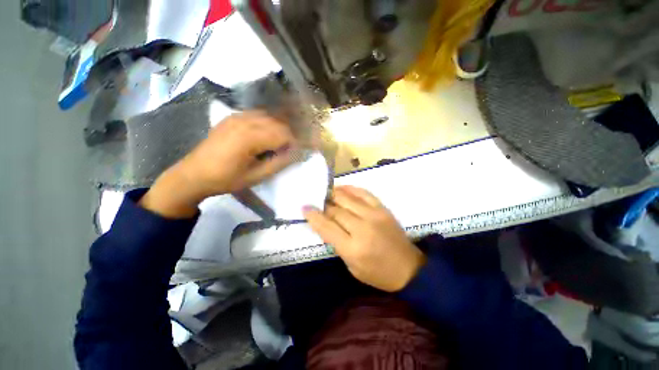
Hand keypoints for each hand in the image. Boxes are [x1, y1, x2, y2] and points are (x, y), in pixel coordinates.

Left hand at [140, 112, 295, 217]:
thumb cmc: (226, 179)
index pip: (283, 134)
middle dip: (288, 136)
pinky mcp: (232, 117)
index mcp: (250, 137)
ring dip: (278, 129)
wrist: (194, 174)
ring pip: (269, 117)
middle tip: (288, 151)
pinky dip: (267, 123)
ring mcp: (236, 116)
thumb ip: (279, 163)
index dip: (294, 144)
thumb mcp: (256, 176)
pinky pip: (257, 115)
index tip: (296, 154)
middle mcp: (244, 121)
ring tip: (278, 145)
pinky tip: (265, 136)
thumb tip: (297, 154)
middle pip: (278, 123)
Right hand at [303, 186, 425, 291]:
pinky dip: (351, 189)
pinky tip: (342, 188)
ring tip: (326, 193)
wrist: (409, 268)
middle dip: (323, 205)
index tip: (305, 207)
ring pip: (347, 198)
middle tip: (316, 201)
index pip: (326, 226)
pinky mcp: (383, 208)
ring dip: (334, 194)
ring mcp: (374, 215)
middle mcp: (362, 228)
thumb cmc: (377, 273)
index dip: (313, 216)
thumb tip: (326, 224)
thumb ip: (337, 244)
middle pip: (335, 210)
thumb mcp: (351, 267)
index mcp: (352, 248)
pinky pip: (363, 193)